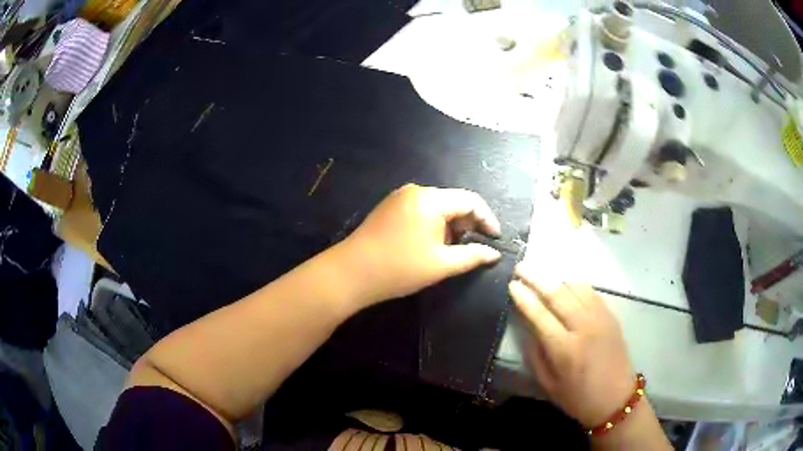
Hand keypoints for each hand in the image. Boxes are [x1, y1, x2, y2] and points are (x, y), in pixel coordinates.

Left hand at [339, 184, 502, 304]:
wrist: (351, 273)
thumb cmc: (400, 268)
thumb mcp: (441, 265)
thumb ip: (472, 256)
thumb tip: (494, 253)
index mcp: (431, 199)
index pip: (470, 200)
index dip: (487, 219)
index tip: (495, 239)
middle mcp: (416, 191)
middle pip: (453, 201)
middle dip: (467, 224)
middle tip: (472, 248)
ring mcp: (399, 198)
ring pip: (437, 207)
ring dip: (449, 226)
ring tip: (451, 251)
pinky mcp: (389, 208)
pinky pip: (420, 211)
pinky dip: (433, 225)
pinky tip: (430, 245)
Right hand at [508, 264, 635, 427]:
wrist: (617, 398)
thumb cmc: (579, 397)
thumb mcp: (549, 385)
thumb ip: (536, 355)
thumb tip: (527, 328)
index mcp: (565, 349)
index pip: (540, 314)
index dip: (524, 297)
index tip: (512, 284)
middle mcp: (583, 327)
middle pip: (557, 293)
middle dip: (536, 278)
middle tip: (521, 266)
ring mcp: (600, 318)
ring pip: (576, 287)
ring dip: (556, 277)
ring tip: (541, 272)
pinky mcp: (611, 315)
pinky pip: (591, 291)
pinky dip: (575, 283)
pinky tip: (566, 283)